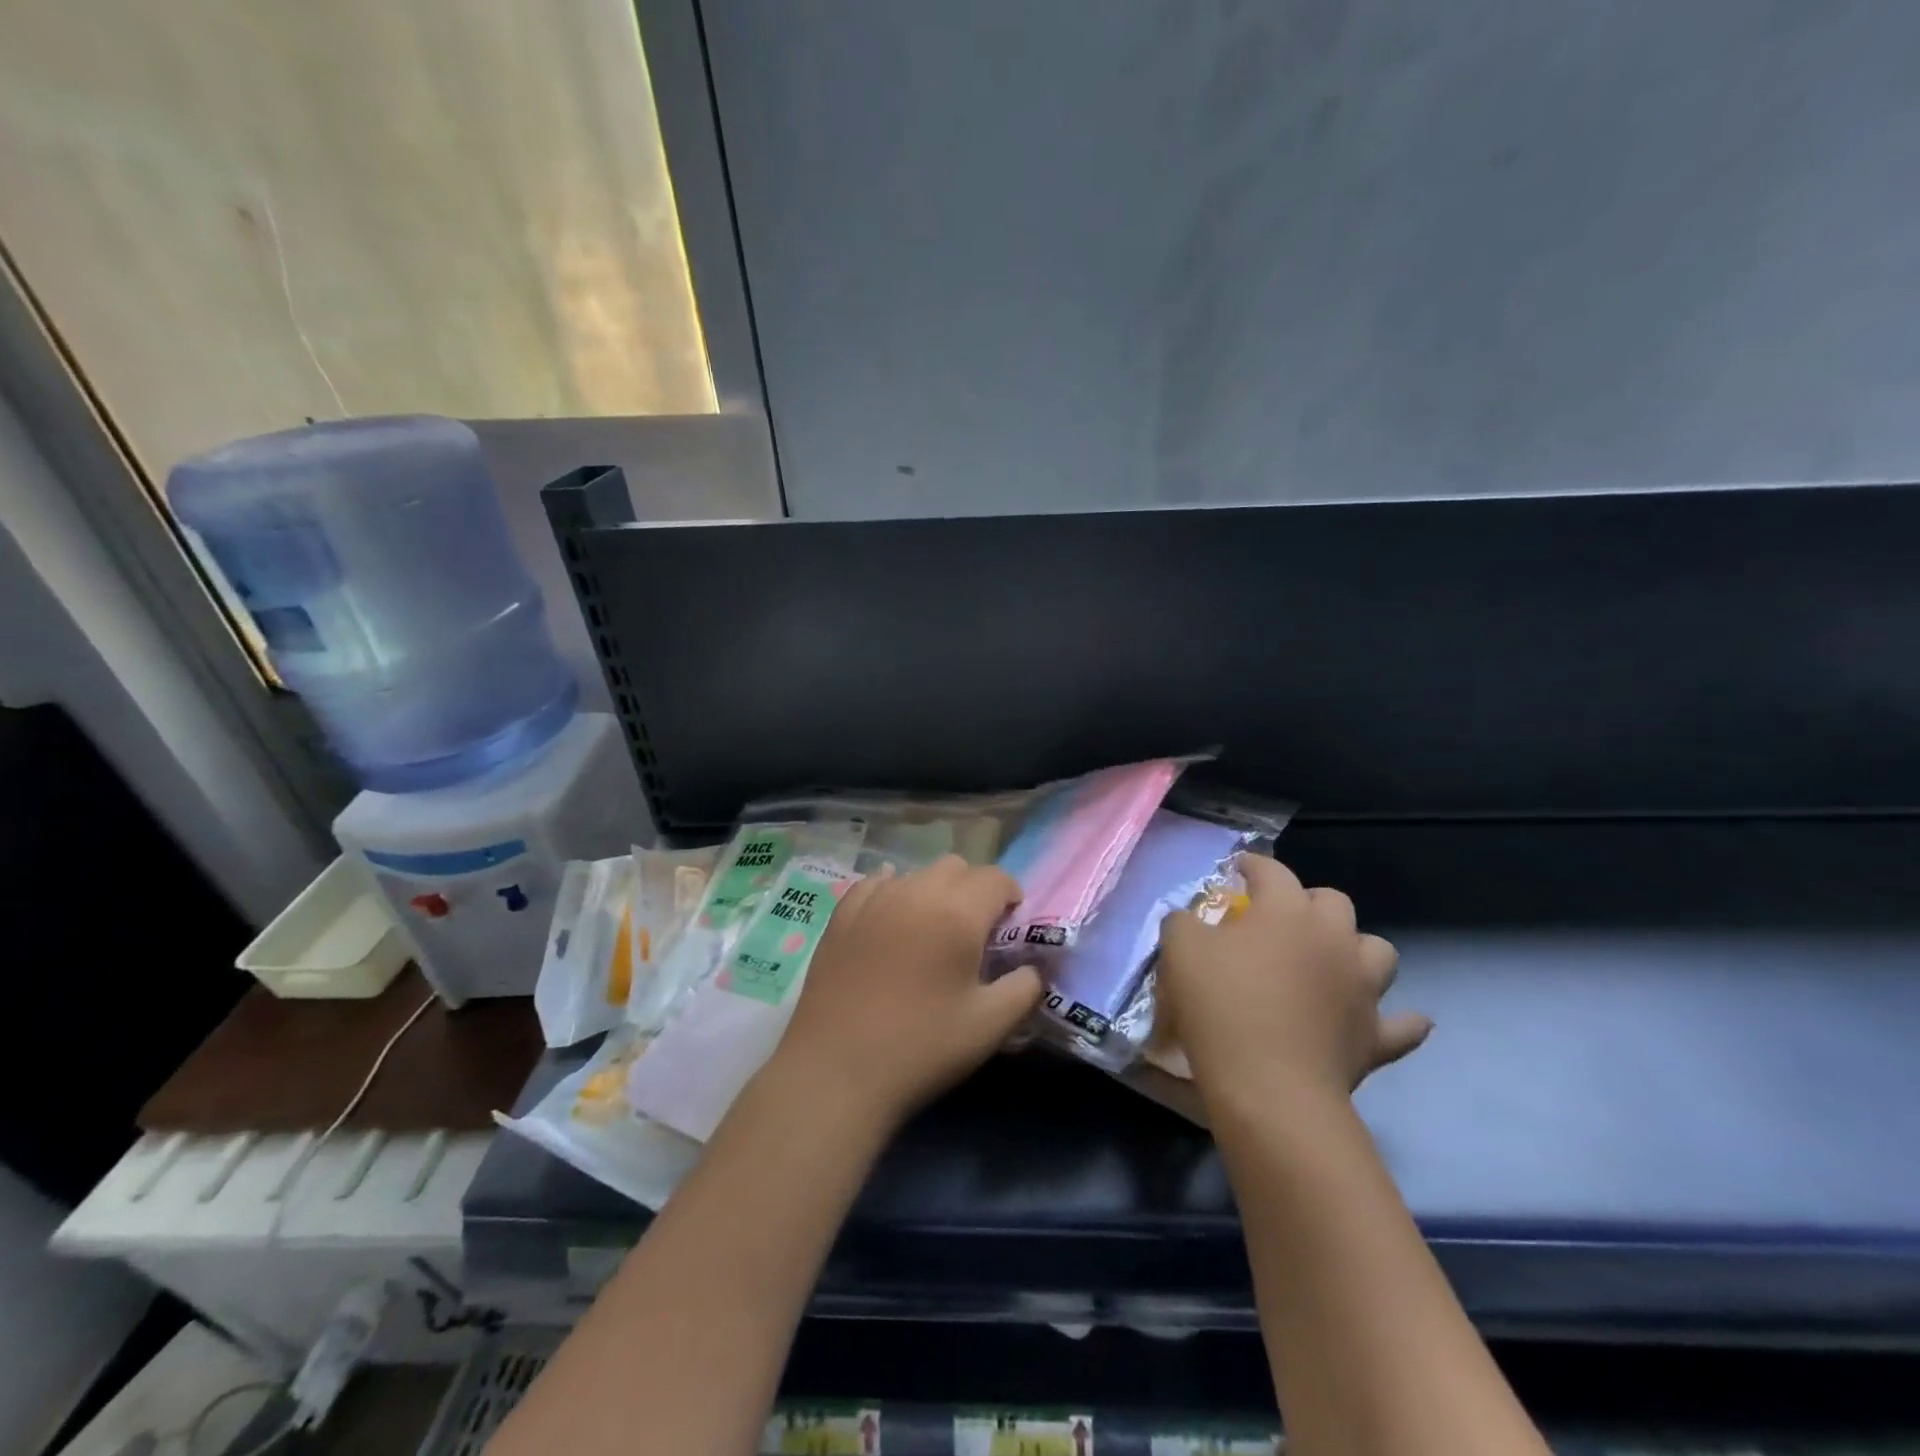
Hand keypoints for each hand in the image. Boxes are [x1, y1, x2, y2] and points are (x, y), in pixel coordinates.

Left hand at [769, 855, 1042, 1128]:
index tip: (1011, 925)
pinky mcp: (841, 914)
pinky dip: (893, 891)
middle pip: (956, 867)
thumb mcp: (990, 1026)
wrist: (836, 1071)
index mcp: (957, 913)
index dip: (1011, 896)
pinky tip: (892, 917)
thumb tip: (1033, 967)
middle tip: (974, 931)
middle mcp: (916, 891)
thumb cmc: (921, 1048)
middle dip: (974, 889)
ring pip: (916, 873)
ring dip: (934, 891)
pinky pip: (876, 883)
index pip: (996, 878)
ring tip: (932, 931)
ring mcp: (873, 899)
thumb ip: (1024, 987)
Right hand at [1158, 855, 1431, 1102]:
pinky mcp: (1376, 1036)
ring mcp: (1362, 987)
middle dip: (1308, 902)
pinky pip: (1404, 1025)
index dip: (1253, 866)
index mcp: (1286, 911)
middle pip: (1332, 902)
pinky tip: (1379, 1018)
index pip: (1271, 871)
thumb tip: (1192, 918)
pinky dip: (1397, 1019)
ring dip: (1356, 950)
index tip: (1238, 870)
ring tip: (1330, 962)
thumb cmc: (1221, 1005)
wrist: (1269, 1086)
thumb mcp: (1179, 949)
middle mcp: (1333, 938)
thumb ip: (1184, 921)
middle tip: (1279, 921)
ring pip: (1378, 951)